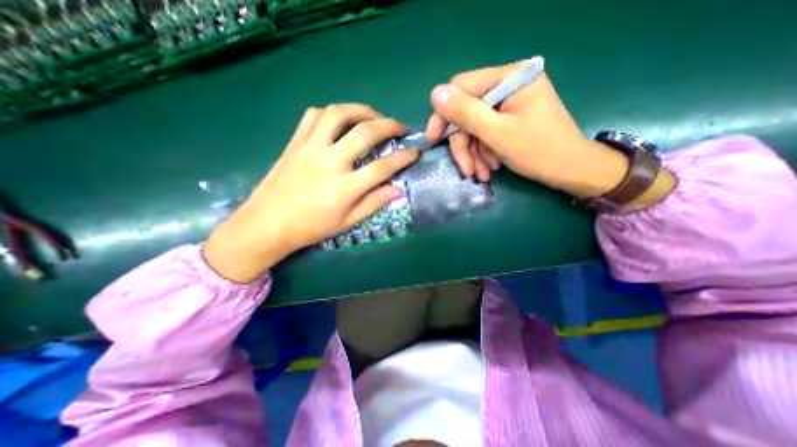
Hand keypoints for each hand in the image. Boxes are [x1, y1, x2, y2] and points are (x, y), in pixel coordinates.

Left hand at [203, 103, 417, 281]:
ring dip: (361, 110)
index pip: (382, 167)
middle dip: (389, 125)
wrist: (267, 224)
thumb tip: (398, 190)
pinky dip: (332, 112)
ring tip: (374, 116)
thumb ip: (373, 203)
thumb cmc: (310, 228)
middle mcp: (329, 162)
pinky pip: (313, 115)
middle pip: (365, 132)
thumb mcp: (347, 222)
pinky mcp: (295, 142)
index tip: (414, 152)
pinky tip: (341, 120)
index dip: (403, 158)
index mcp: (344, 188)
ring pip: (338, 114)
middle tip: (400, 127)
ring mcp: (310, 148)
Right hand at [426, 58, 632, 198]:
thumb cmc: (538, 151)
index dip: (444, 114)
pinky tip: (490, 168)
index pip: (462, 87)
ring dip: (473, 154)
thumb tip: (435, 94)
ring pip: (475, 127)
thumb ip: (466, 113)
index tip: (434, 140)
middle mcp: (508, 85)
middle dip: (464, 145)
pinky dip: (483, 153)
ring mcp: (509, 103)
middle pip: (468, 113)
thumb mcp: (497, 133)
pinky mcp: (509, 118)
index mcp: (510, 77)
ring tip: (481, 174)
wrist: (570, 170)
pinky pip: (485, 134)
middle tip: (466, 170)